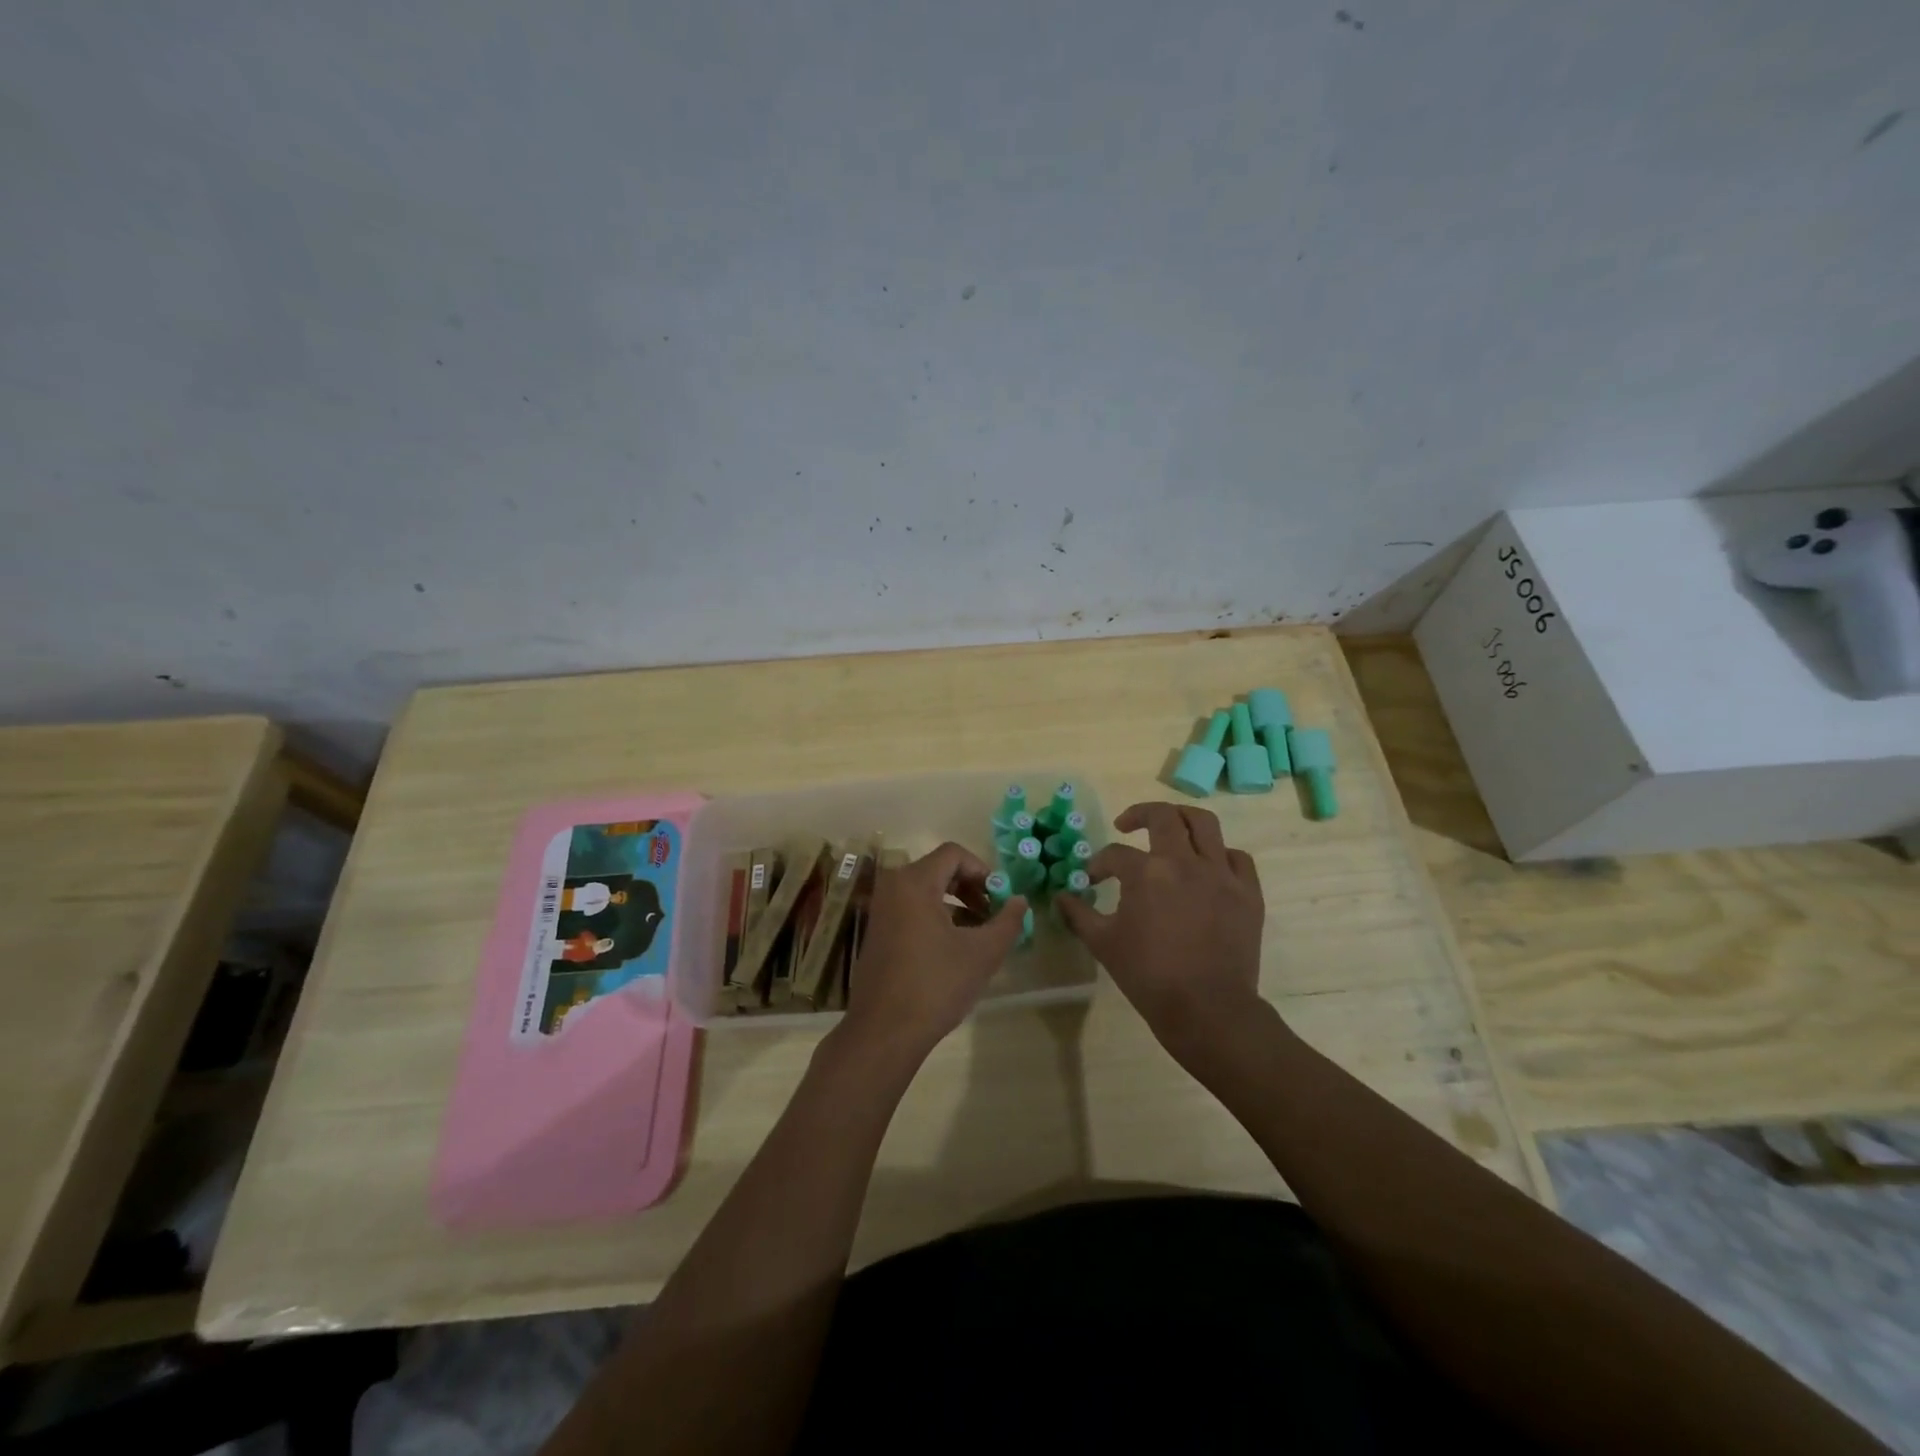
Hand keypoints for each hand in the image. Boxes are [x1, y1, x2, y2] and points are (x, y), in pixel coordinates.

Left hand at [838, 842, 1026, 1060]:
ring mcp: (882, 910)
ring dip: (956, 904)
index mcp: (914, 882)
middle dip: (971, 888)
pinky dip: (937, 917)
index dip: (983, 870)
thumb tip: (1020, 901)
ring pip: (926, 891)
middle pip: (939, 870)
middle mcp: (893, 887)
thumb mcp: (982, 953)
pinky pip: (912, 909)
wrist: (884, 1031)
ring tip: (980, 933)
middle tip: (993, 914)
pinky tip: (955, 947)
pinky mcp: (878, 932)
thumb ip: (1007, 921)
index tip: (1000, 897)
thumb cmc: (935, 985)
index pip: (954, 854)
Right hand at [1057, 803, 1264, 1056]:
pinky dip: (1220, 854)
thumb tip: (1061, 897)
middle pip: (1163, 817)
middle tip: (1126, 825)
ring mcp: (1221, 874)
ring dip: (1182, 818)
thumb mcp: (1103, 944)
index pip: (1115, 854)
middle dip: (1139, 814)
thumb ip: (1079, 914)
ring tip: (1170, 828)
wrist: (1207, 1009)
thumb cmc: (1148, 976)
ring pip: (1205, 824)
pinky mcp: (1248, 893)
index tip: (1093, 880)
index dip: (1099, 864)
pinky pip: (1237, 857)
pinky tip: (1208, 866)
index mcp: (1147, 872)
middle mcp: (1185, 862)